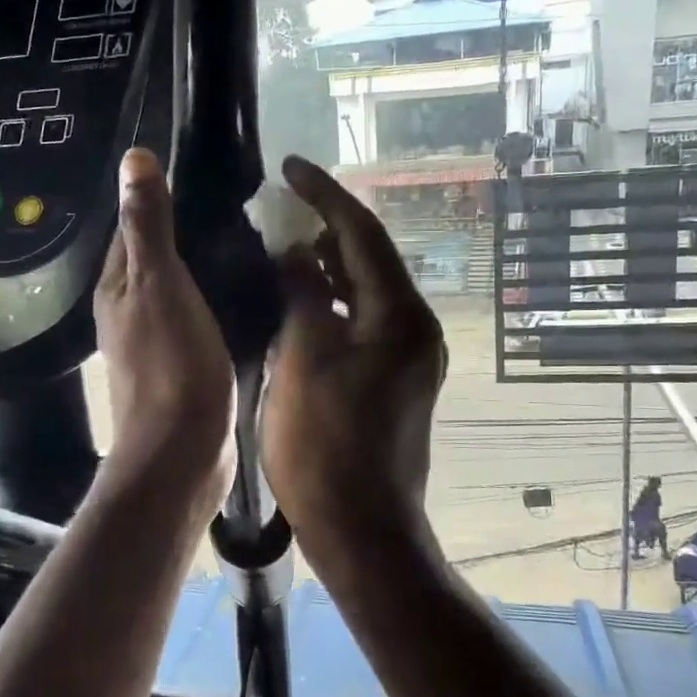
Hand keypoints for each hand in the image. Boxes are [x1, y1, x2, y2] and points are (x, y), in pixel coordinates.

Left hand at [95, 149, 234, 490]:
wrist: (183, 451)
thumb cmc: (172, 363)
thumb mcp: (160, 283)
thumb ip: (148, 225)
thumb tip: (133, 158)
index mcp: (116, 288)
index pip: (130, 229)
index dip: (157, 201)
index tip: (199, 176)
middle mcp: (127, 313)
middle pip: (153, 260)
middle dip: (184, 234)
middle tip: (237, 207)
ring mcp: (154, 344)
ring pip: (176, 291)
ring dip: (201, 270)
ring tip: (247, 243)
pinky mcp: (181, 368)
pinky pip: (196, 320)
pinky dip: (213, 303)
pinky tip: (243, 296)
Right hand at [261, 157, 446, 555]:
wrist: (362, 529)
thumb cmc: (326, 445)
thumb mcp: (304, 359)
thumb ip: (302, 294)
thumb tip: (295, 251)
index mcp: (399, 315)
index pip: (362, 233)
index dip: (324, 195)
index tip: (289, 167)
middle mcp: (415, 328)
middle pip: (369, 259)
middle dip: (327, 228)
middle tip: (281, 206)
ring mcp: (409, 357)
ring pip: (366, 292)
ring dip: (329, 266)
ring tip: (284, 244)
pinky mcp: (395, 381)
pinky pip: (363, 323)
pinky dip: (333, 303)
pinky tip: (301, 300)